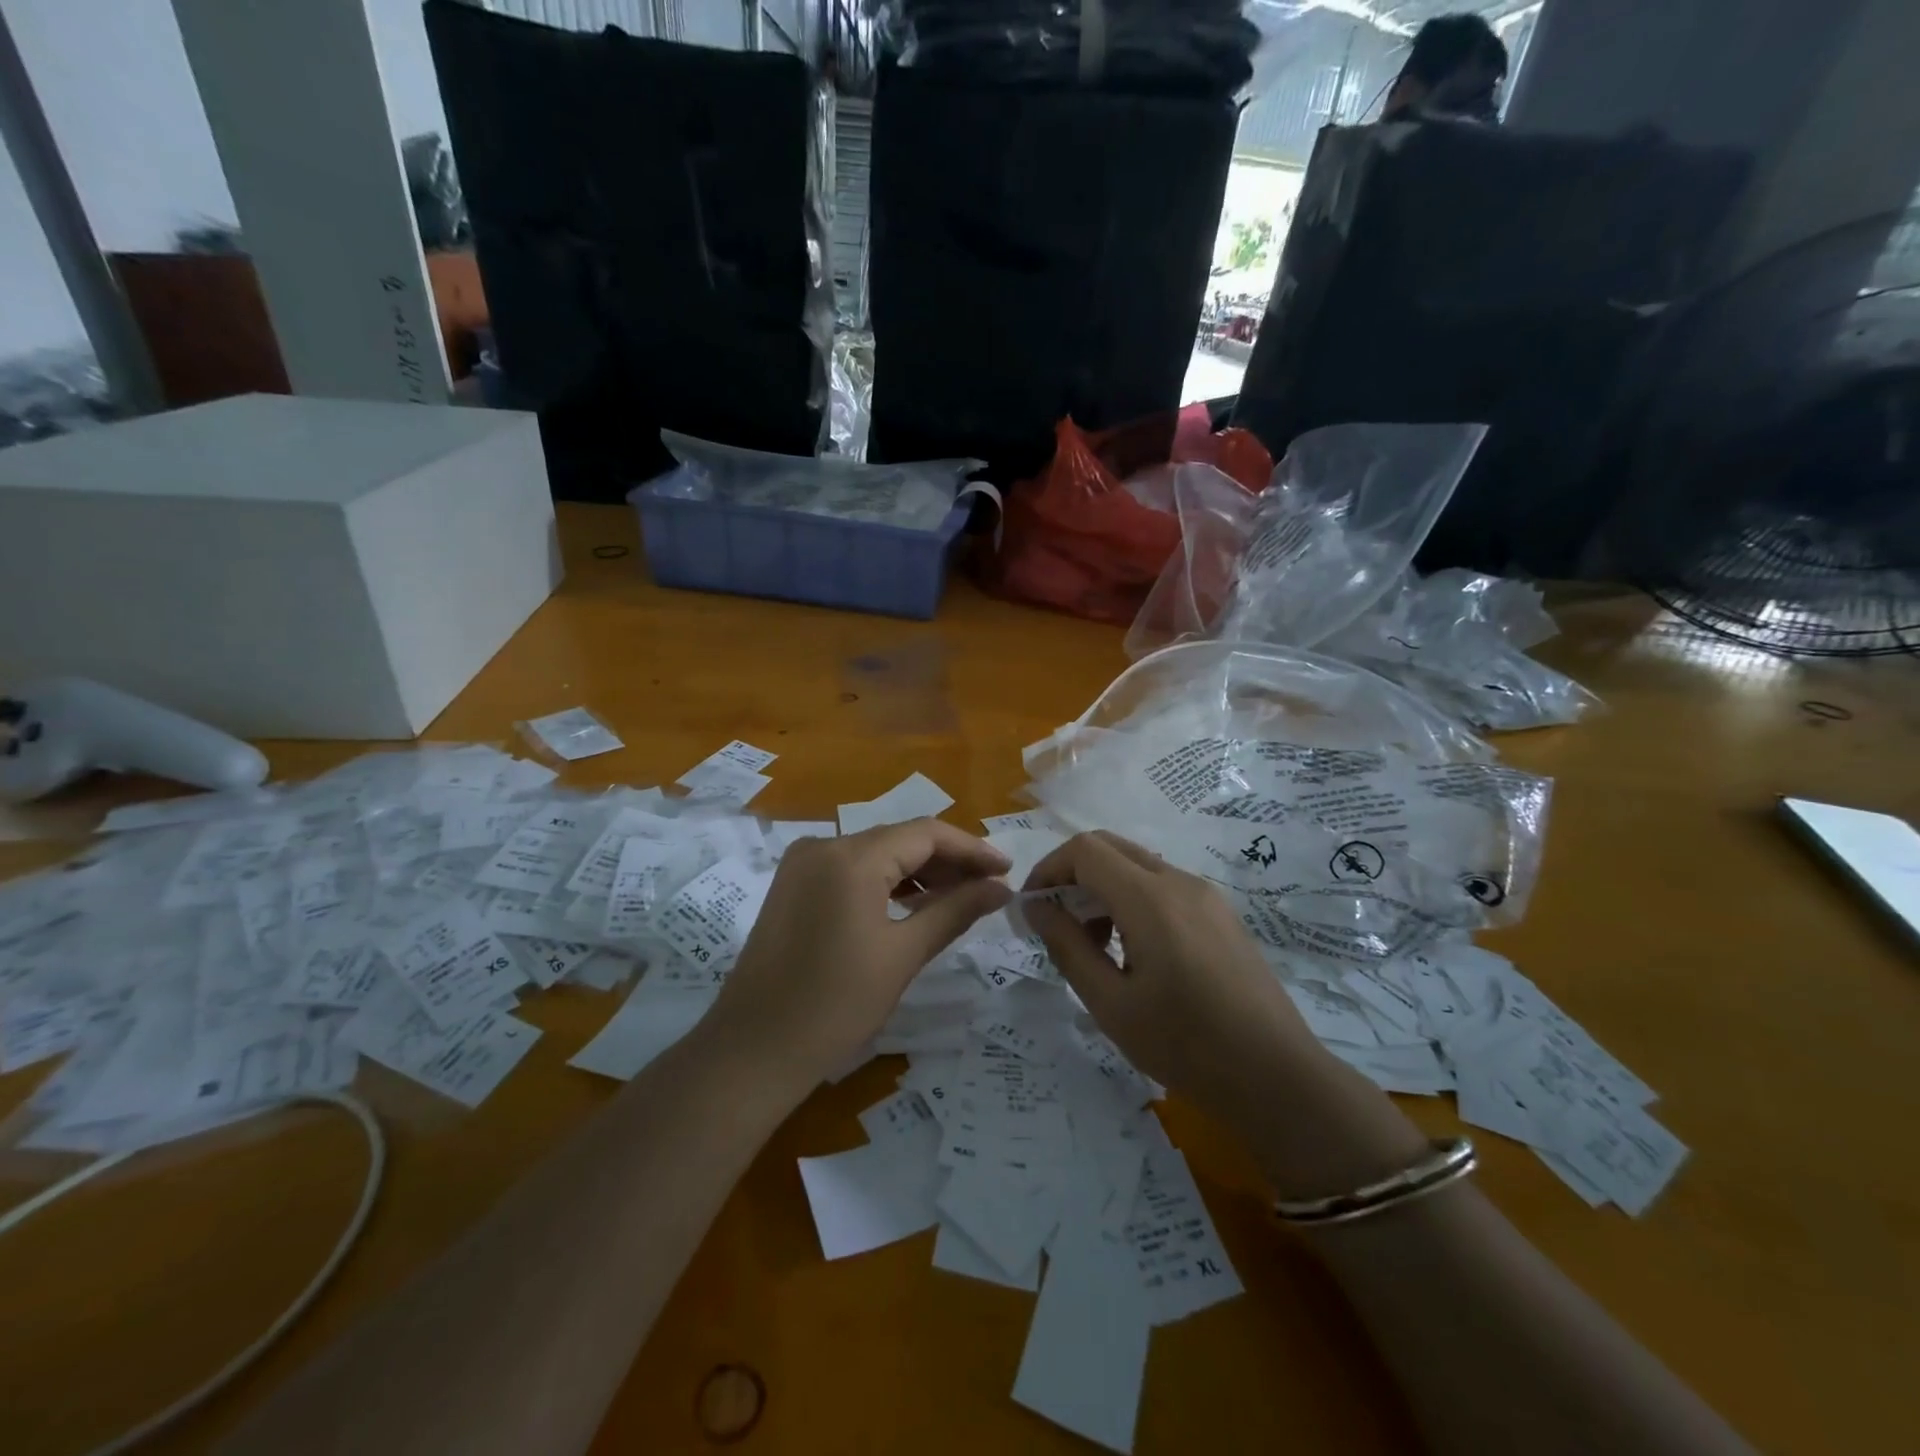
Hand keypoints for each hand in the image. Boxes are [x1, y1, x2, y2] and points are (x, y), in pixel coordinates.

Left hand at [708, 819, 1011, 1085]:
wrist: (753, 1051)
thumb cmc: (835, 1005)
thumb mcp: (903, 954)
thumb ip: (955, 910)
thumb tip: (1001, 888)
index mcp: (851, 857)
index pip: (926, 834)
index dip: (971, 849)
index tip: (1007, 870)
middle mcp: (824, 846)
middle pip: (900, 839)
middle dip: (948, 861)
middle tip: (990, 888)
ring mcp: (803, 864)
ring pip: (877, 854)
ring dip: (920, 872)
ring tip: (961, 898)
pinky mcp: (794, 886)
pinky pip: (852, 871)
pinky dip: (887, 883)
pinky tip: (916, 904)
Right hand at [1022, 830, 1322, 1121]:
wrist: (1277, 1077)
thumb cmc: (1186, 1046)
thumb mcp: (1111, 1004)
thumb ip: (1067, 947)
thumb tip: (1036, 907)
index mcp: (1150, 900)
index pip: (1085, 850)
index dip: (1048, 868)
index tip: (1033, 907)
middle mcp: (1179, 882)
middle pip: (1110, 847)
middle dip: (1072, 874)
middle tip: (1057, 922)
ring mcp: (1205, 895)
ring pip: (1137, 865)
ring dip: (1102, 888)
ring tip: (1095, 946)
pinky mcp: (1220, 913)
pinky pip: (1163, 885)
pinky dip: (1132, 899)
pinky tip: (1134, 951)